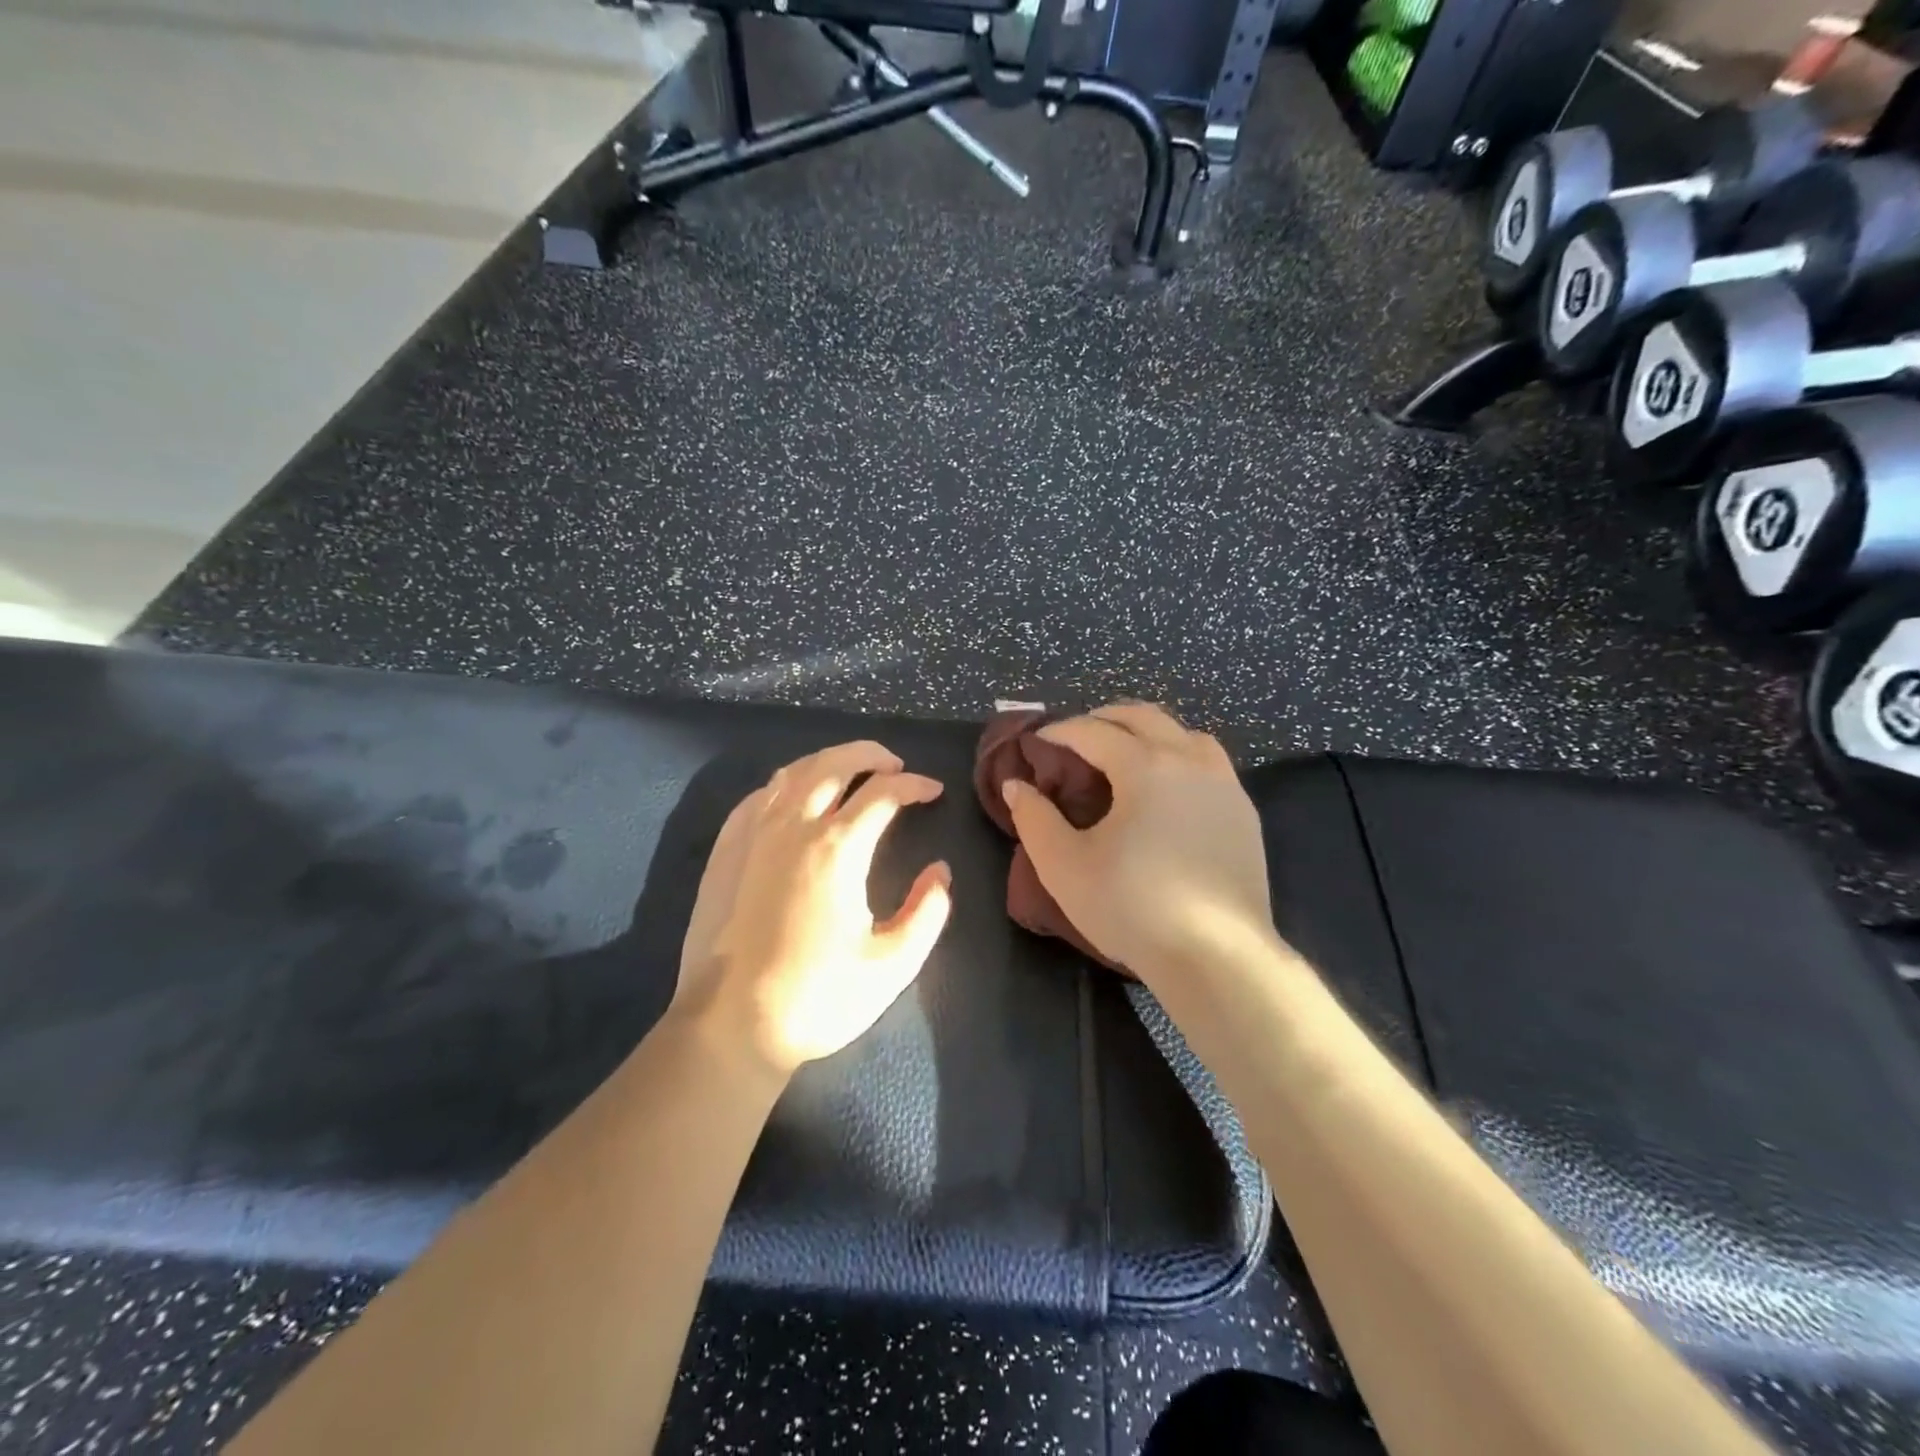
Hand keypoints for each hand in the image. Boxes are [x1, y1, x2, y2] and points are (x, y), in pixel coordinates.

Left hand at [674, 741, 952, 1076]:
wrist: (730, 1027)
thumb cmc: (817, 998)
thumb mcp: (892, 966)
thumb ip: (927, 913)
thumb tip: (939, 872)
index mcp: (837, 848)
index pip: (883, 793)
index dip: (914, 785)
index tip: (932, 791)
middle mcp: (793, 826)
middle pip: (834, 764)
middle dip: (870, 755)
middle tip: (893, 765)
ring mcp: (752, 834)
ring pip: (793, 773)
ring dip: (827, 762)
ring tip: (849, 772)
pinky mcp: (725, 851)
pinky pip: (758, 796)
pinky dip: (786, 784)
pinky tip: (794, 798)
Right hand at [1001, 704, 1272, 978]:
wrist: (1216, 957)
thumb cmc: (1132, 908)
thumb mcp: (1064, 866)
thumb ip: (1034, 818)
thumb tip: (1016, 785)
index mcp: (1145, 766)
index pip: (1093, 732)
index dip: (1059, 731)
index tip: (1036, 741)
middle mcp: (1189, 760)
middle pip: (1142, 717)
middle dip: (1103, 719)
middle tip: (1074, 738)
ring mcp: (1224, 784)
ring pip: (1183, 732)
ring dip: (1147, 732)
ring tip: (1123, 753)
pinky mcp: (1243, 812)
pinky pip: (1208, 761)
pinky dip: (1178, 755)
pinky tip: (1167, 787)